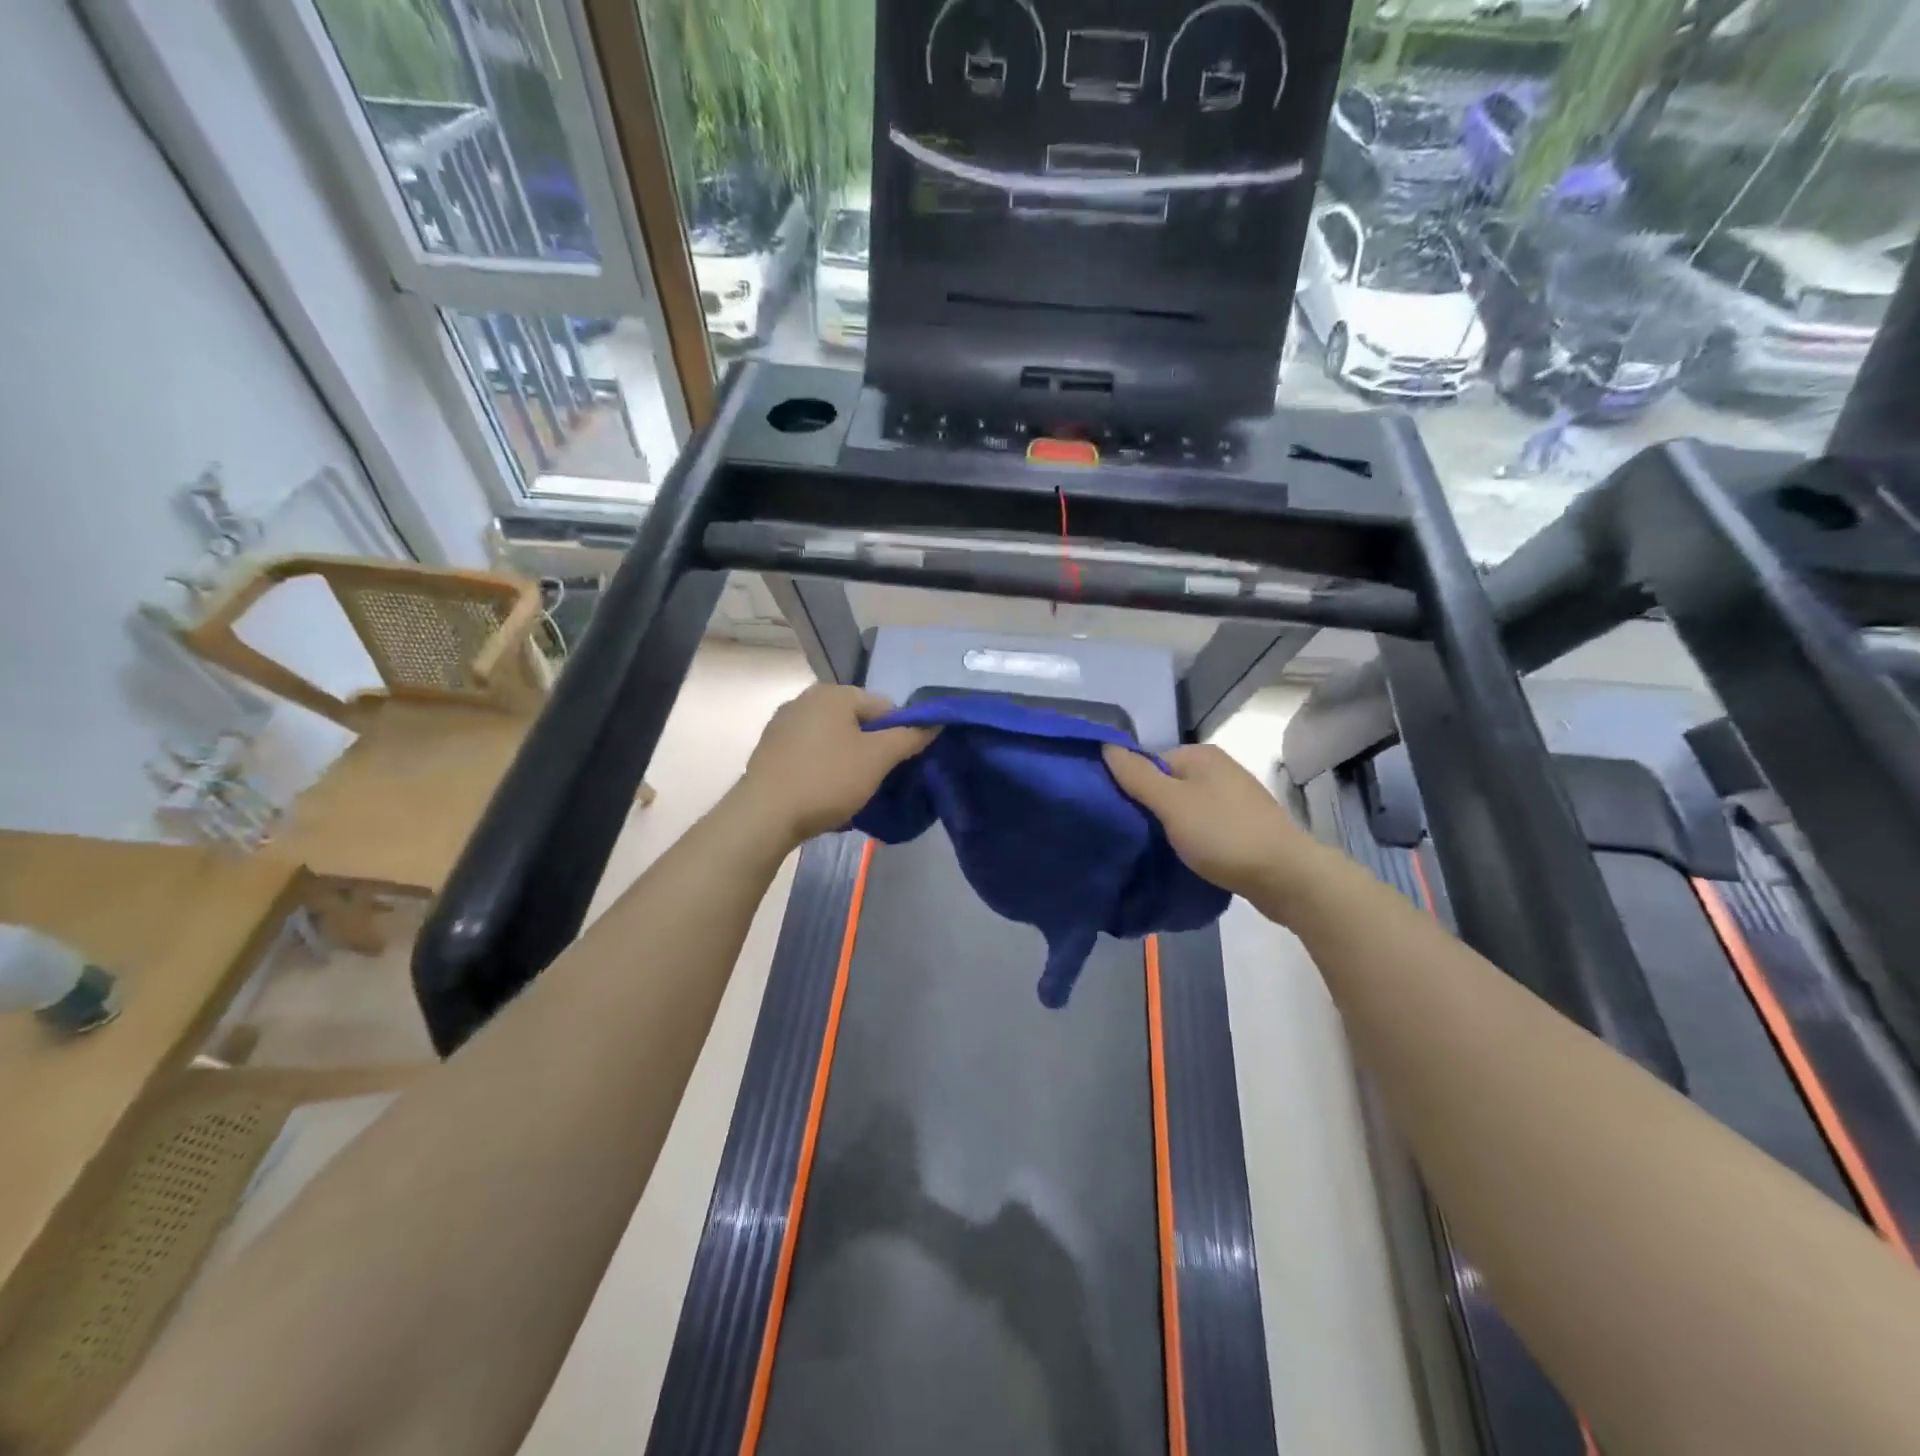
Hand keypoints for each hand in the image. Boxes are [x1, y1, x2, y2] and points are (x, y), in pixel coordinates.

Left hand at [737, 686, 935, 845]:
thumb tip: (936, 723)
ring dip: (848, 761)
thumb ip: (909, 737)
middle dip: (872, 749)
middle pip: (857, 722)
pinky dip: (824, 769)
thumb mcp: (877, 759)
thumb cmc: (827, 780)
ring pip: (834, 739)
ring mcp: (783, 724)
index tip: (899, 767)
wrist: (764, 815)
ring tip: (852, 792)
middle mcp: (806, 699)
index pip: (885, 707)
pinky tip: (825, 794)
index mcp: (833, 693)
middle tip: (878, 781)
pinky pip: (811, 754)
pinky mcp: (770, 749)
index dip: (900, 735)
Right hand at [1102, 743, 1330, 907]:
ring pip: (1185, 809)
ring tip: (1158, 851)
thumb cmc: (1224, 834)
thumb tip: (1106, 746)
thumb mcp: (1171, 803)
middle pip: (1167, 785)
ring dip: (1170, 828)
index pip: (1149, 764)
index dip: (1131, 789)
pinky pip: (1204, 827)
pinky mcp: (1244, 826)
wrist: (1286, 877)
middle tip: (1136, 838)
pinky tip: (1186, 857)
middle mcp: (1219, 769)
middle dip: (1150, 810)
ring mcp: (1234, 798)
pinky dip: (1192, 840)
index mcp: (1201, 755)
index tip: (1122, 819)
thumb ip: (1137, 776)